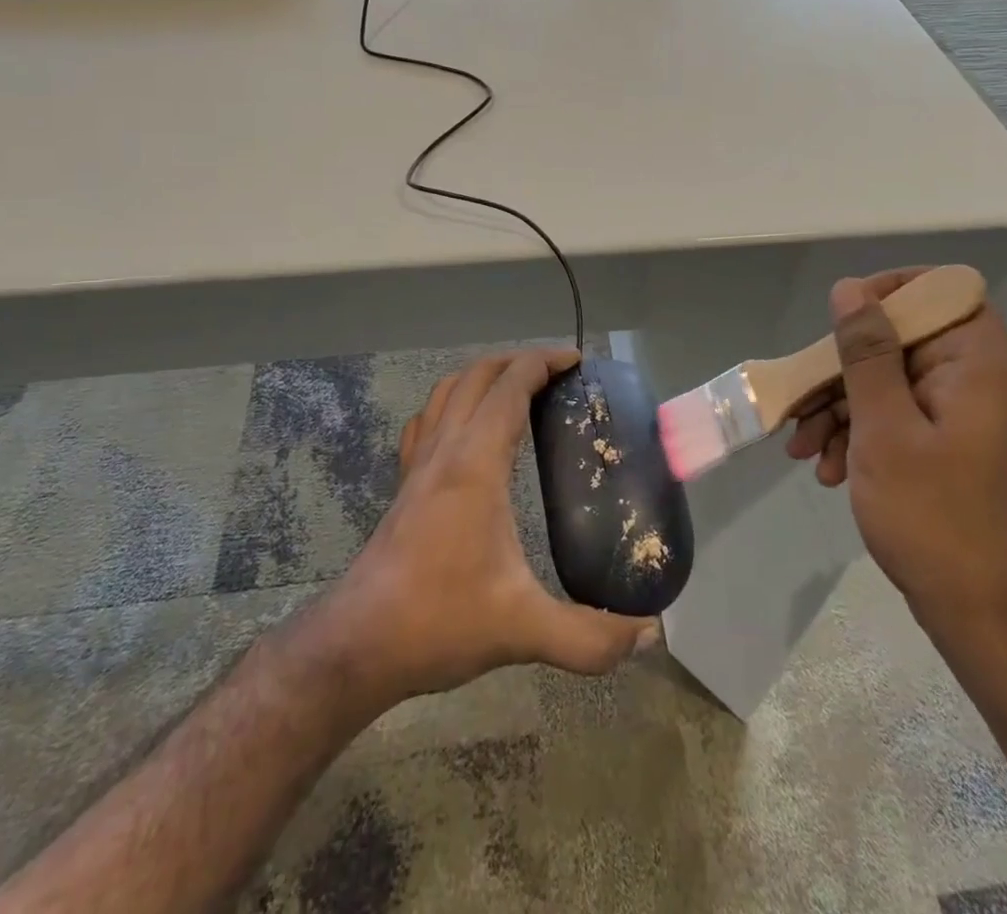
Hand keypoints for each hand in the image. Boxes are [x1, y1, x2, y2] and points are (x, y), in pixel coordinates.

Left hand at [322, 349, 655, 705]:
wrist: (358, 644)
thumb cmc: (439, 621)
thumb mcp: (523, 630)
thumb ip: (590, 638)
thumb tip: (649, 635)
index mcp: (475, 463)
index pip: (510, 387)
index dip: (543, 363)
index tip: (576, 361)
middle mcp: (444, 449)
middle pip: (478, 376)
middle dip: (518, 361)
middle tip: (556, 373)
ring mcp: (418, 464)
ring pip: (447, 391)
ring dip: (484, 376)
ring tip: (517, 389)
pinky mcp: (403, 483)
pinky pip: (427, 420)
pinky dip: (452, 403)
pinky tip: (465, 428)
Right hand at [788, 270, 1006, 651]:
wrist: (982, 615)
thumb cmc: (933, 515)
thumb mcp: (884, 427)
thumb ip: (866, 352)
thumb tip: (850, 288)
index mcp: (978, 362)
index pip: (940, 289)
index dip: (889, 292)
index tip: (842, 321)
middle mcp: (977, 377)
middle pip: (901, 340)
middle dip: (843, 371)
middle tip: (799, 402)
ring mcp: (963, 413)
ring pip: (890, 380)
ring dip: (840, 408)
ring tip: (803, 449)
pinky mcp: (949, 444)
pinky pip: (897, 415)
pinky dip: (859, 434)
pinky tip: (825, 468)